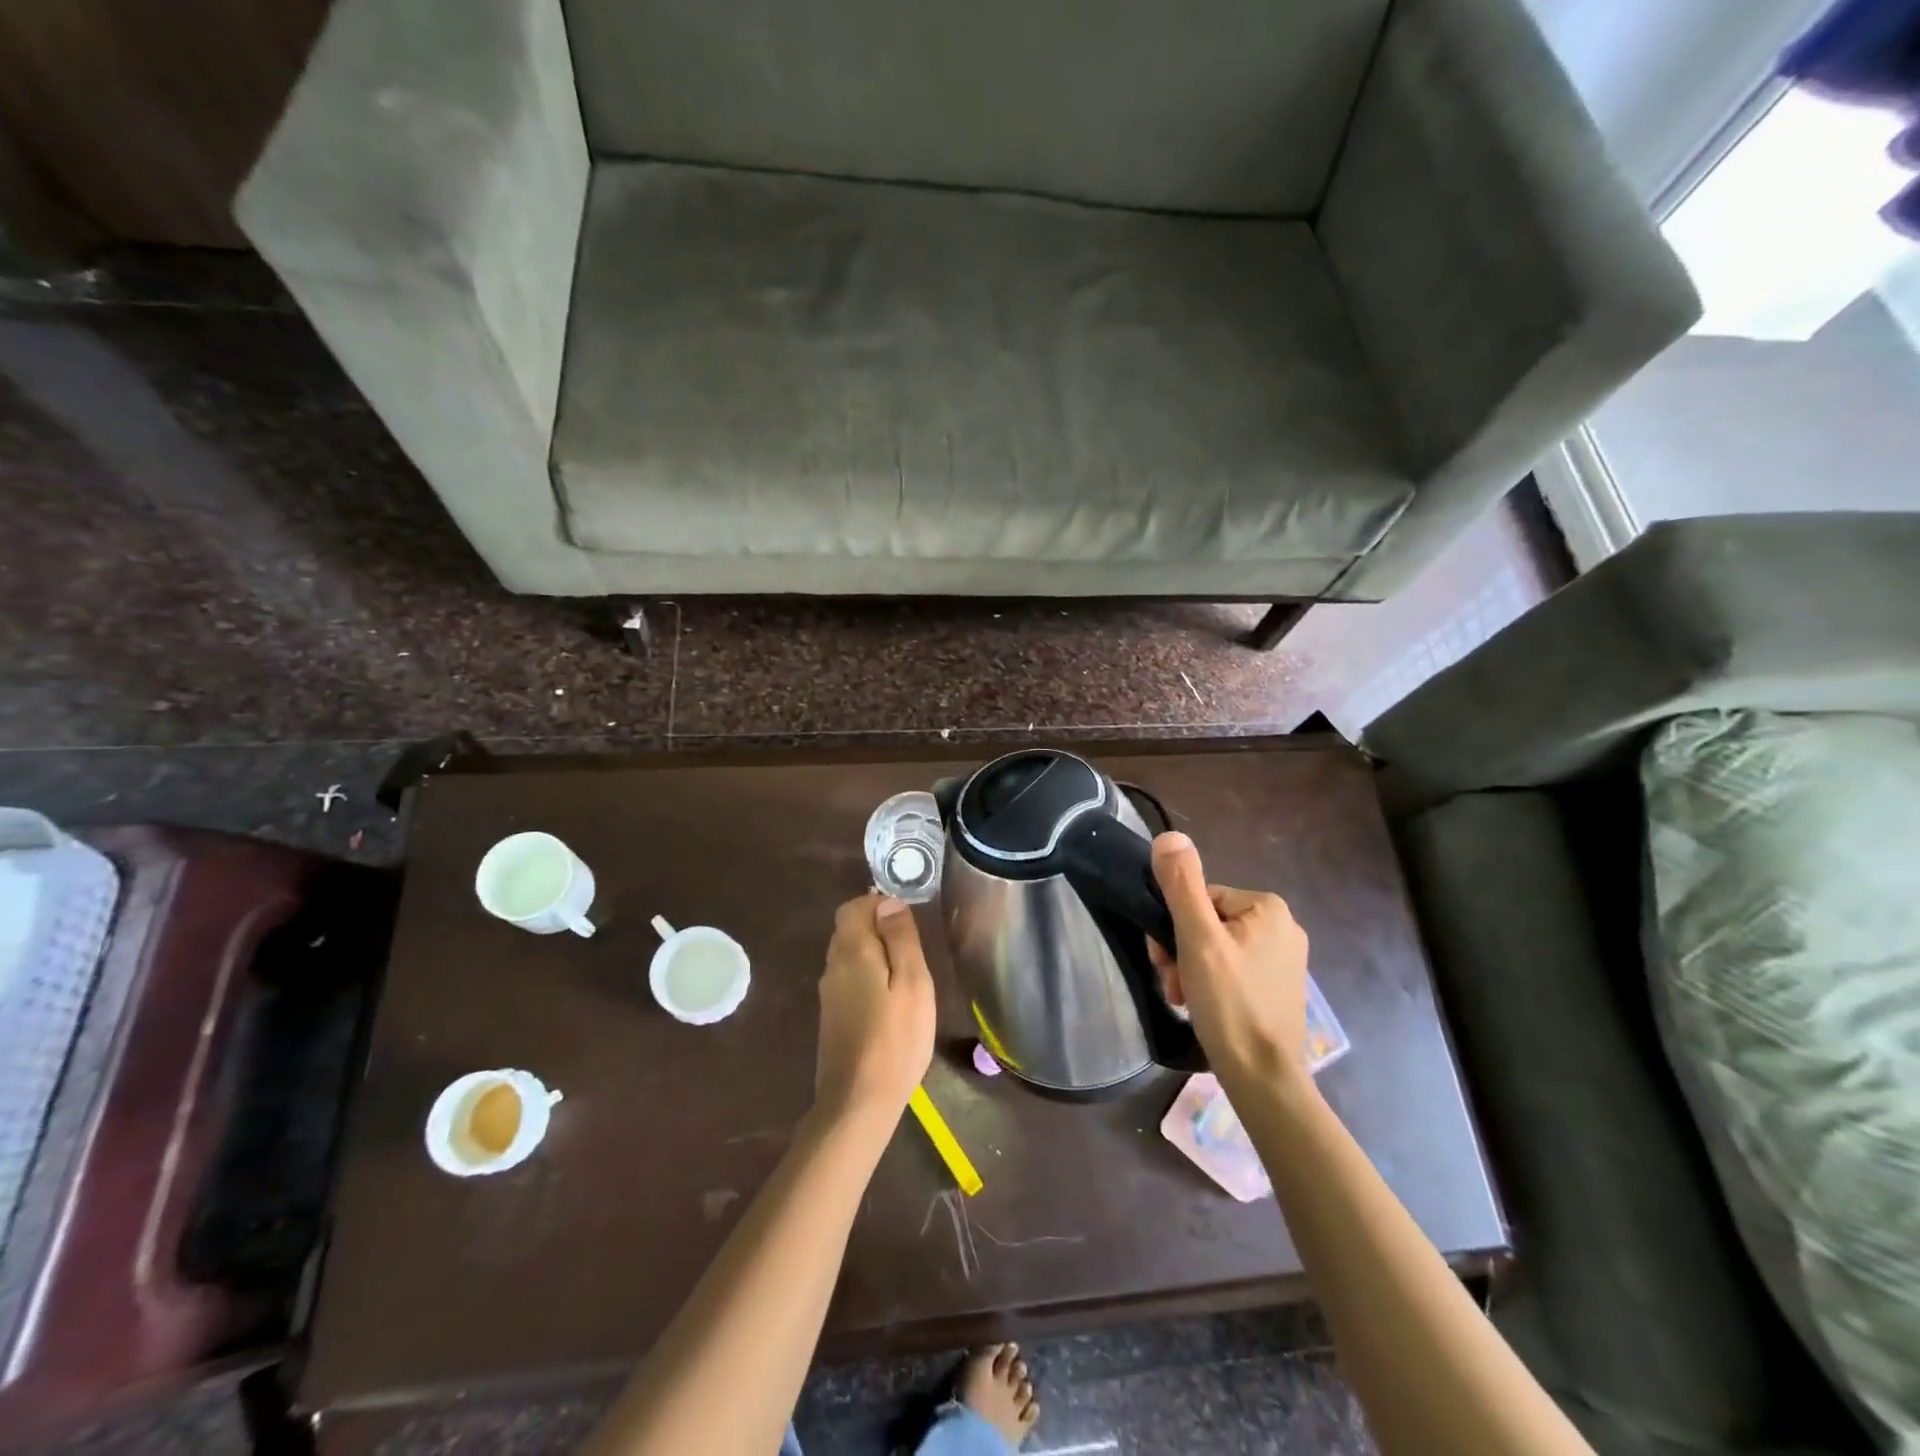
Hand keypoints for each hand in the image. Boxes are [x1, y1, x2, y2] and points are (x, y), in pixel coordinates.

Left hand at [814, 894, 936, 1124]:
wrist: (858, 1103)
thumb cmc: (896, 1040)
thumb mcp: (913, 983)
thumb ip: (901, 939)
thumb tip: (888, 903)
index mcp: (851, 951)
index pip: (854, 906)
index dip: (879, 904)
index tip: (907, 925)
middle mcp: (832, 965)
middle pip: (848, 928)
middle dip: (878, 928)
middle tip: (912, 952)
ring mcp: (828, 993)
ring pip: (848, 953)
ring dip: (874, 953)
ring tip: (906, 978)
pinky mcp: (831, 1015)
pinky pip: (848, 978)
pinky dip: (867, 975)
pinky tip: (889, 1001)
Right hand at [1148, 832, 1310, 1084]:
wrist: (1263, 1077)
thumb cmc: (1229, 1002)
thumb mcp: (1197, 938)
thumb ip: (1181, 885)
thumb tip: (1168, 836)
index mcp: (1268, 907)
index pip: (1200, 898)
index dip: (1175, 926)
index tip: (1164, 958)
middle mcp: (1283, 927)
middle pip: (1207, 923)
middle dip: (1181, 950)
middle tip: (1172, 981)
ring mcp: (1283, 960)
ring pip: (1216, 948)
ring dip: (1190, 969)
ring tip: (1183, 998)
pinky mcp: (1278, 988)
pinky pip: (1232, 970)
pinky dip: (1210, 984)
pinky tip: (1201, 1006)